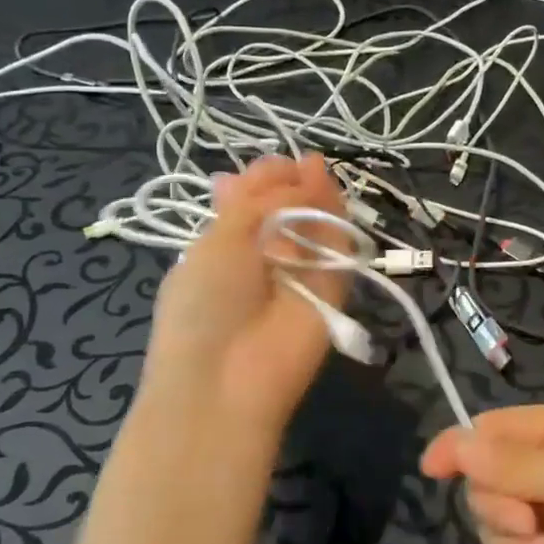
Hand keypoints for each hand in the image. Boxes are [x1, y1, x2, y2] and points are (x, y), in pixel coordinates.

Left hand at [138, 156, 346, 441]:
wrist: (227, 378)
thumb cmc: (205, 303)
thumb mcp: (219, 239)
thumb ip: (263, 201)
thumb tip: (305, 168)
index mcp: (225, 246)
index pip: (251, 202)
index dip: (263, 180)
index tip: (274, 165)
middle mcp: (264, 258)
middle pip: (287, 210)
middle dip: (291, 185)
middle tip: (298, 166)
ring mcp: (301, 274)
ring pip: (317, 226)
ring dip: (316, 197)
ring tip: (316, 171)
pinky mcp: (334, 291)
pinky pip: (338, 250)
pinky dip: (336, 221)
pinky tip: (331, 193)